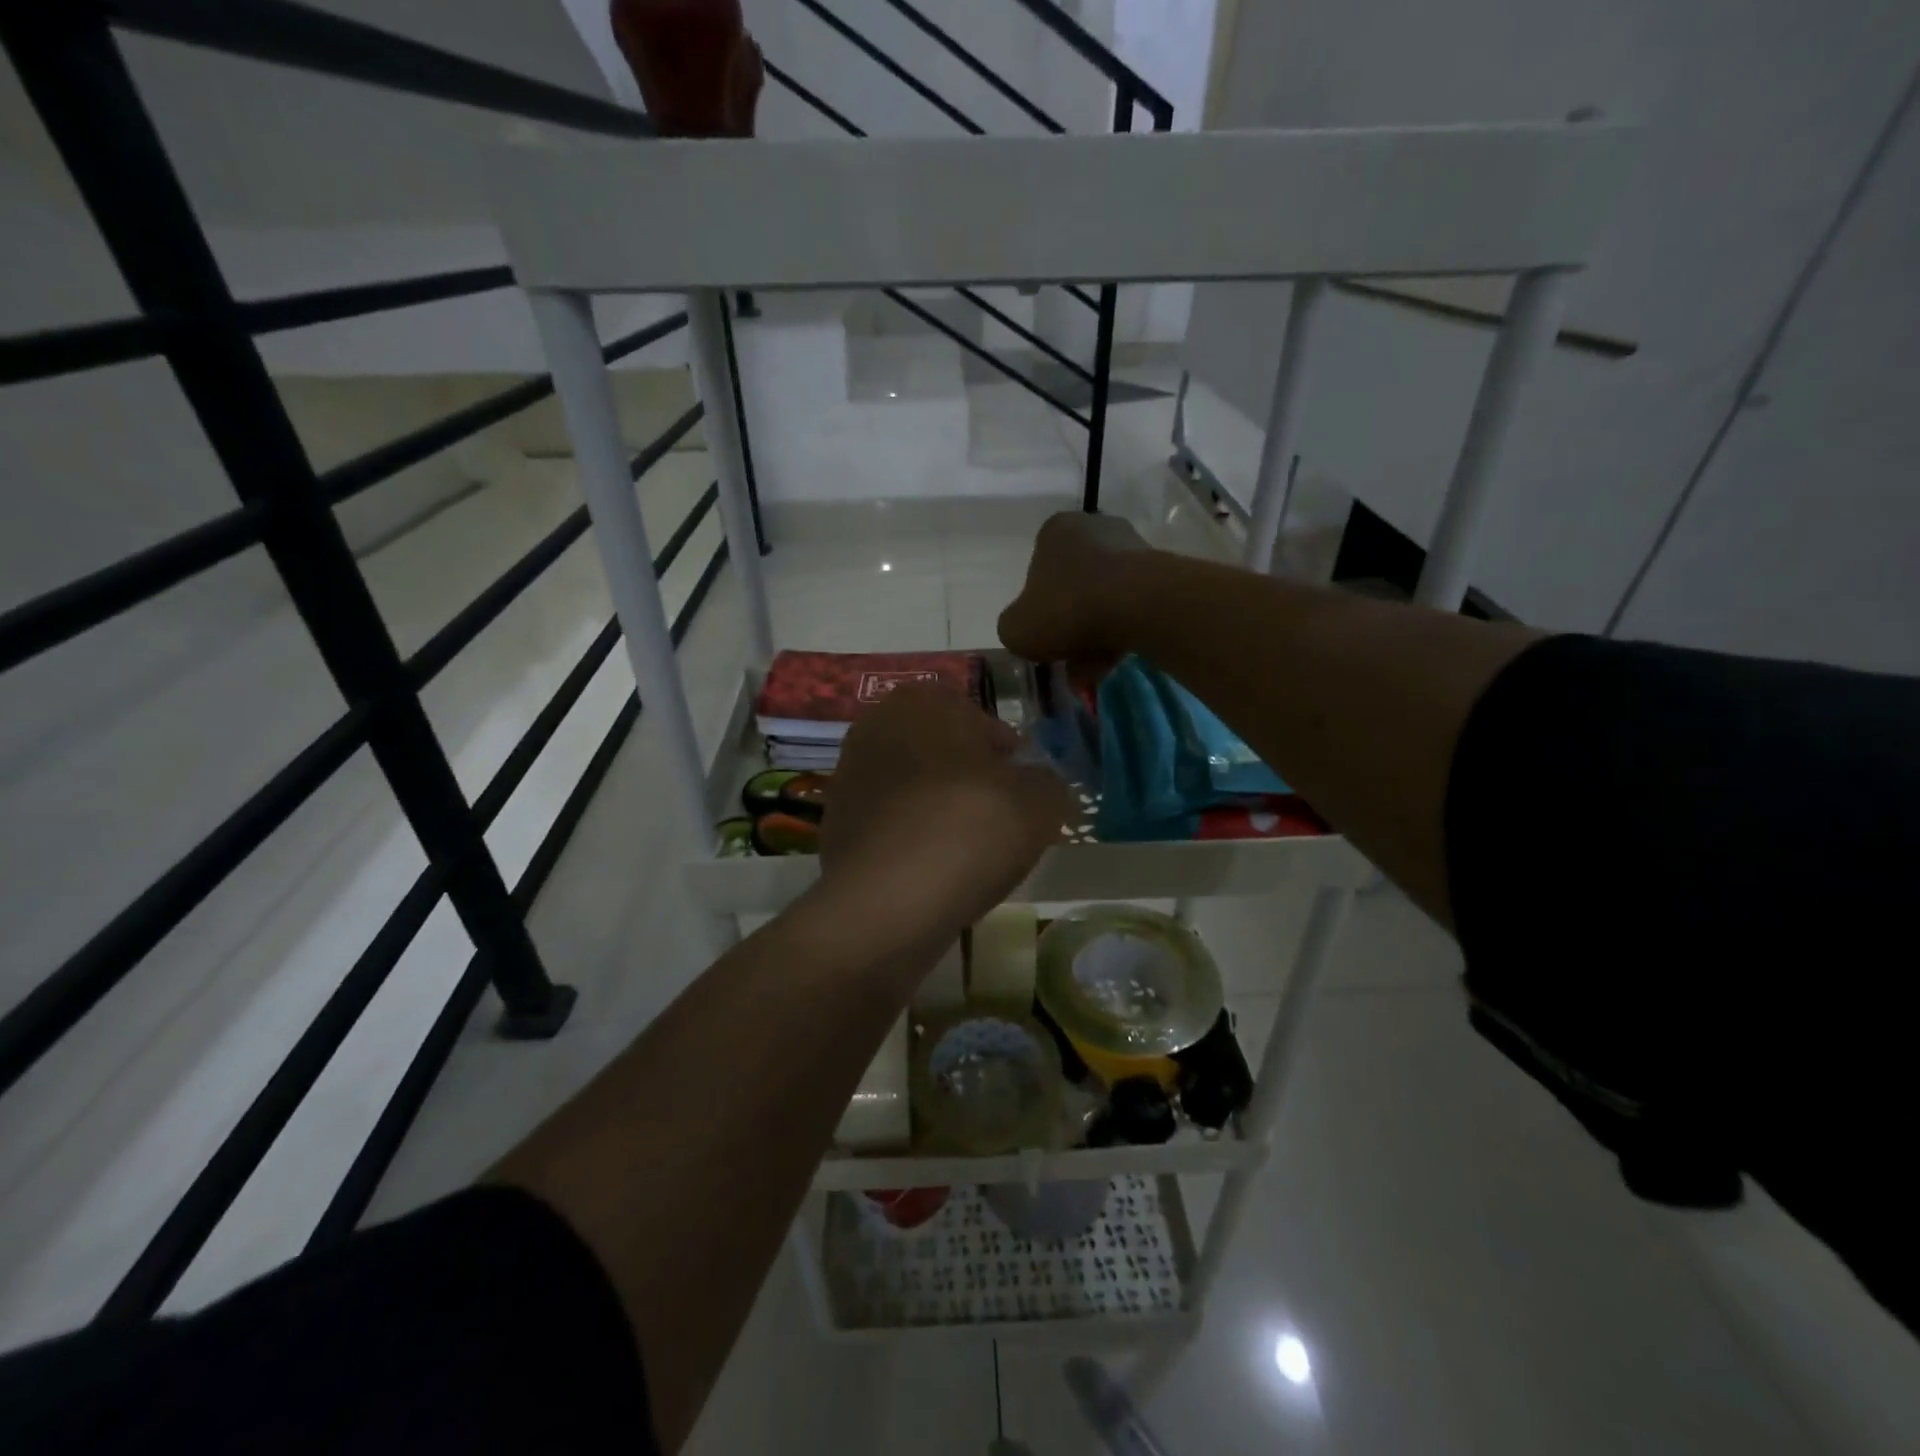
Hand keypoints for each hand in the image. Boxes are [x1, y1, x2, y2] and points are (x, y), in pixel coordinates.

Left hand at [818, 685, 1069, 953]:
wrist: (885, 901)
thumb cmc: (968, 829)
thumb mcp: (1039, 802)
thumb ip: (1048, 784)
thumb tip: (1038, 785)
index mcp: (922, 701)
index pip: (975, 716)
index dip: (1004, 751)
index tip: (1021, 783)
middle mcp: (876, 727)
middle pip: (941, 751)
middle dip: (970, 778)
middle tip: (1000, 815)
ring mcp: (849, 777)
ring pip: (915, 788)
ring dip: (941, 810)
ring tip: (970, 850)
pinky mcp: (835, 826)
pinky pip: (892, 824)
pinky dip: (913, 840)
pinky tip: (935, 871)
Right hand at [997, 511, 1152, 666]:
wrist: (1139, 605)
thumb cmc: (1068, 608)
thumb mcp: (1016, 629)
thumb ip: (1013, 628)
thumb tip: (1026, 631)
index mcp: (1055, 531)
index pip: (1038, 570)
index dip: (1038, 609)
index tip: (1043, 636)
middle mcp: (1094, 528)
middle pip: (1074, 588)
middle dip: (1070, 629)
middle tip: (1069, 662)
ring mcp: (1131, 547)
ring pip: (1103, 601)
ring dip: (1095, 638)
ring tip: (1092, 672)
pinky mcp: (1160, 572)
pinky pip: (1131, 608)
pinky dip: (1121, 634)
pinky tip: (1115, 662)